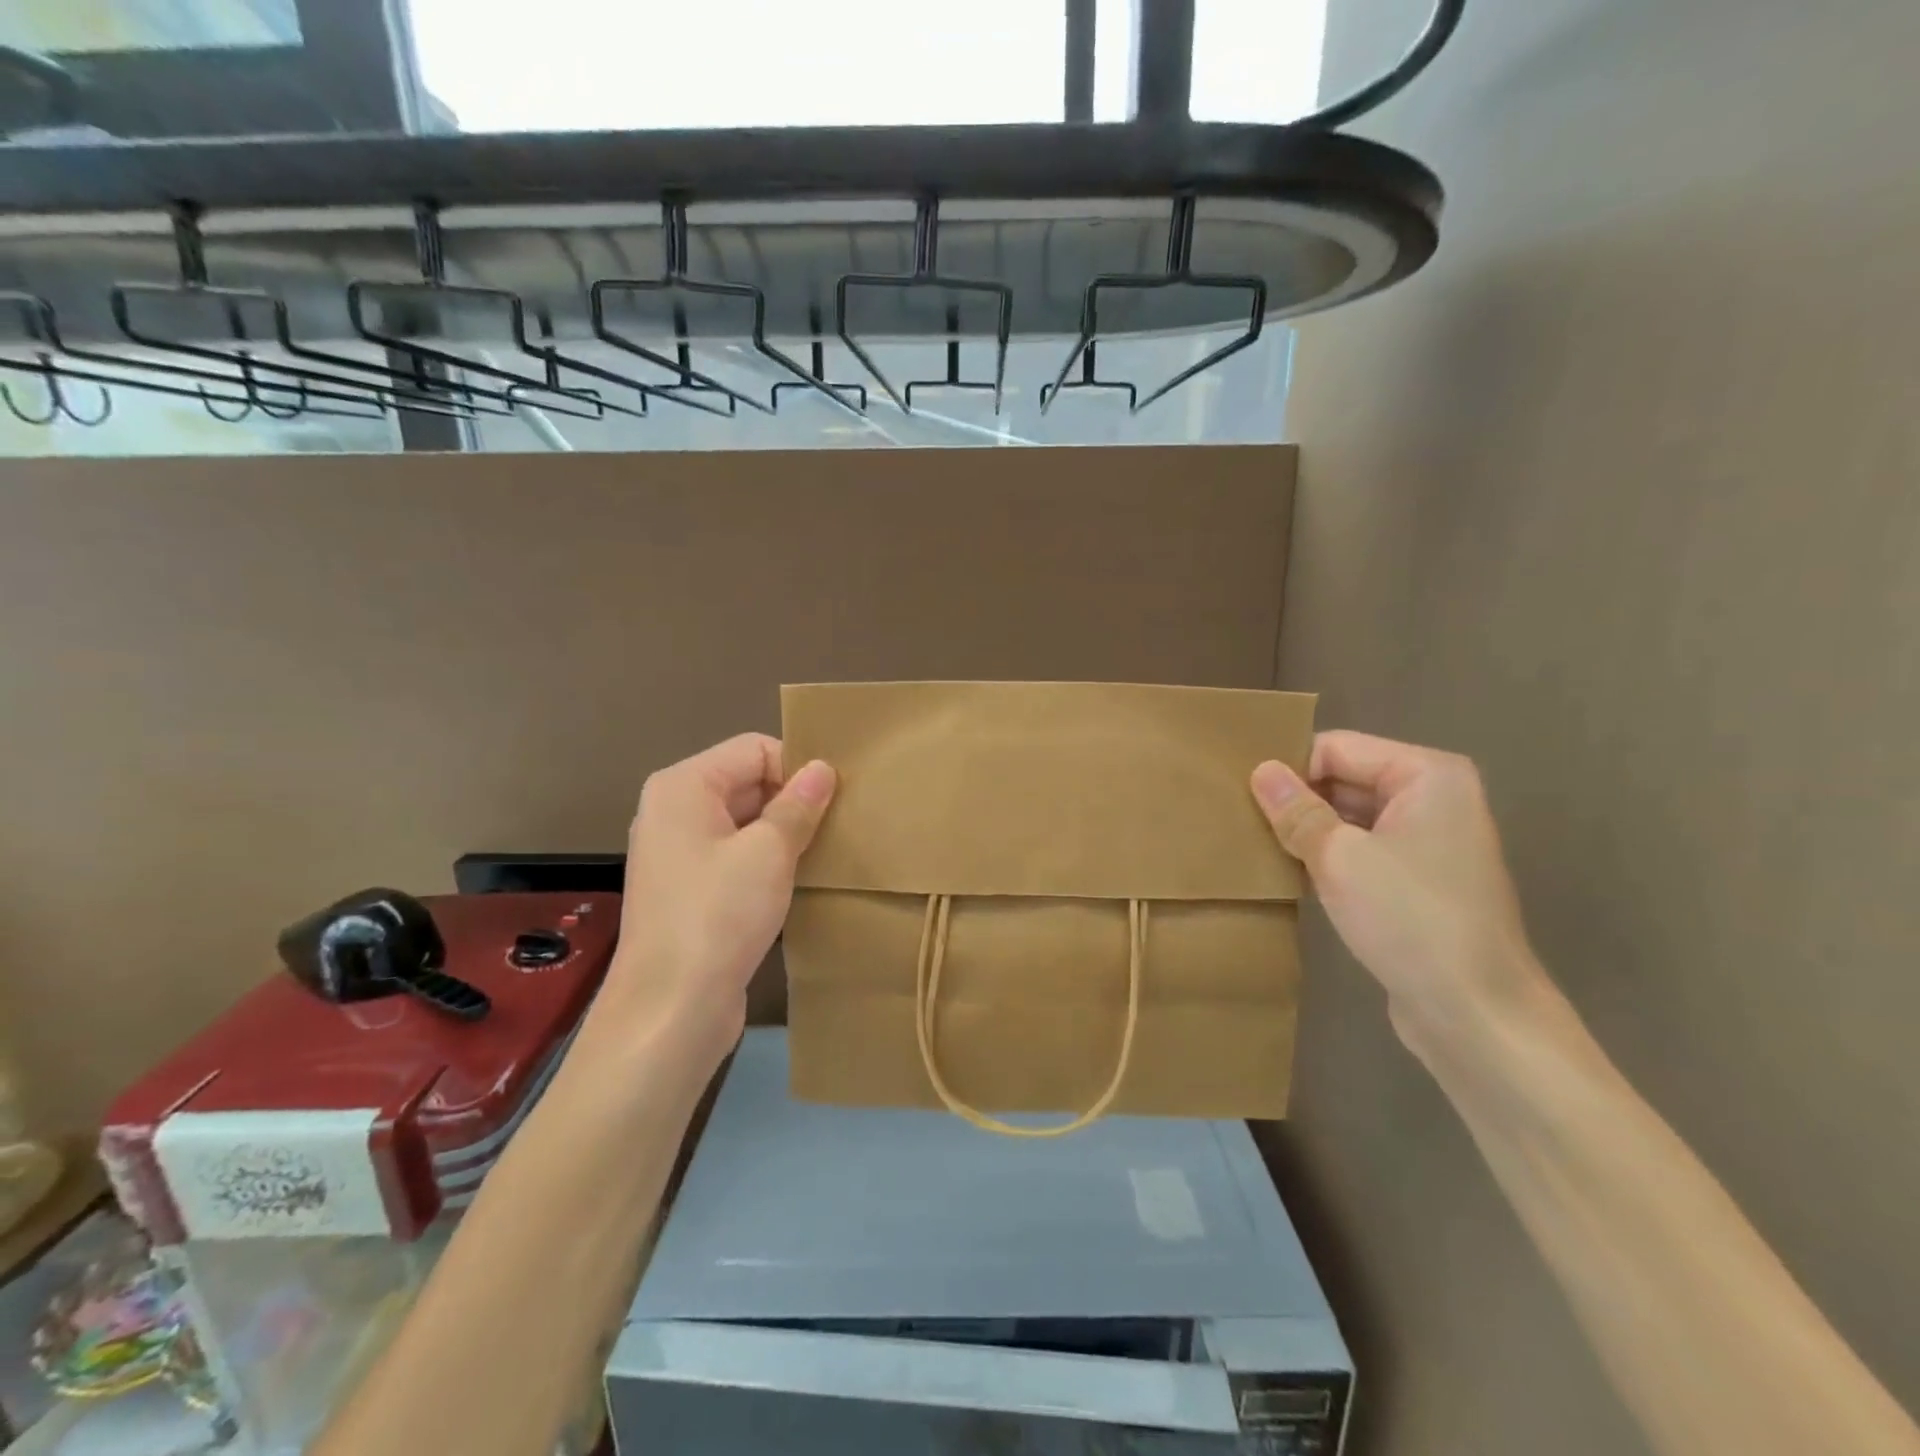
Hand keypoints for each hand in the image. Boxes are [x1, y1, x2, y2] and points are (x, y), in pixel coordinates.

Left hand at [600, 734, 835, 1063]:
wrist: (671, 1010)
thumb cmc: (719, 915)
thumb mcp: (769, 852)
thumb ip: (799, 804)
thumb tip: (823, 768)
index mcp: (684, 786)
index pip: (753, 749)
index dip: (796, 767)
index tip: (835, 798)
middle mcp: (674, 811)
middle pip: (747, 782)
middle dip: (794, 799)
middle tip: (841, 823)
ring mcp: (679, 854)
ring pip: (745, 822)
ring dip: (785, 833)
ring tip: (828, 850)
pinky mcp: (690, 891)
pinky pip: (736, 857)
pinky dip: (768, 862)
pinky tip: (801, 880)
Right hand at [1251, 731, 1545, 1050]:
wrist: (1476, 1015)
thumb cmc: (1410, 920)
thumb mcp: (1340, 858)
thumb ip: (1297, 810)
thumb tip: (1261, 771)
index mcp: (1427, 775)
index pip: (1336, 748)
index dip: (1290, 769)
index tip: (1243, 796)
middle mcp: (1434, 798)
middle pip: (1345, 778)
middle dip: (1297, 800)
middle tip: (1241, 820)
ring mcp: (1429, 841)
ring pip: (1350, 817)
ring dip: (1309, 831)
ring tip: (1256, 845)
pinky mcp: (1419, 880)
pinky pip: (1363, 850)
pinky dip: (1328, 857)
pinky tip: (1290, 873)